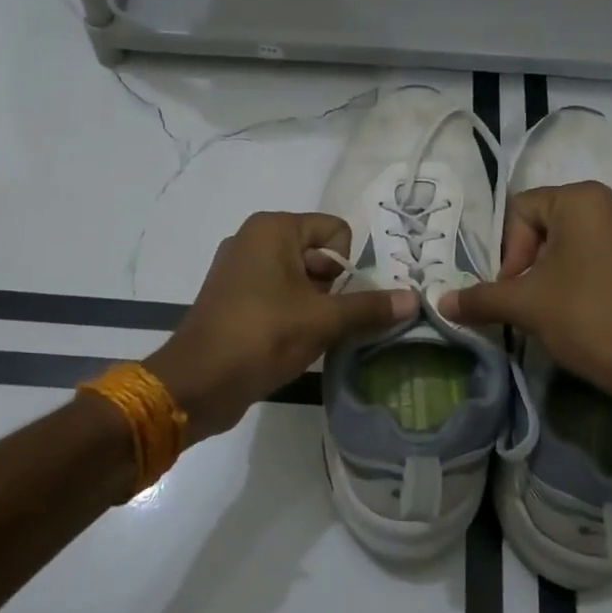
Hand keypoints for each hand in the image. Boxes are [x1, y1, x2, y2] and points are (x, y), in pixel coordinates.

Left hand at [146, 212, 415, 441]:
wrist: (196, 383)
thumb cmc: (262, 336)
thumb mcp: (323, 320)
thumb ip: (369, 307)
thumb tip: (415, 299)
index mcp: (273, 229)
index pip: (335, 231)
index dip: (348, 265)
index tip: (342, 301)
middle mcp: (253, 239)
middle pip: (318, 254)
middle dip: (334, 287)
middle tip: (334, 322)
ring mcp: (238, 269)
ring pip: (299, 278)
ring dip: (316, 305)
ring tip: (317, 336)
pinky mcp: (232, 298)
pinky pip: (277, 295)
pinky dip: (293, 313)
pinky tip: (296, 342)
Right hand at [438, 182, 611, 412]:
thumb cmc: (588, 319)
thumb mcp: (525, 305)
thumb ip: (480, 297)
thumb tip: (441, 302)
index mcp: (583, 198)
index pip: (521, 211)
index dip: (508, 251)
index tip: (512, 289)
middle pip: (547, 223)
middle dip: (528, 262)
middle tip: (526, 299)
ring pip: (573, 240)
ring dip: (551, 270)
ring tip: (550, 307)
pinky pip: (599, 252)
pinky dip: (580, 273)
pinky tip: (578, 307)